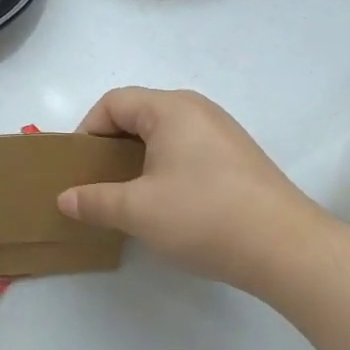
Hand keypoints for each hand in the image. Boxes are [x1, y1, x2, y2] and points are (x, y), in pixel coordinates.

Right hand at [56, 88, 320, 291]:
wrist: (284, 246)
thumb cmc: (202, 216)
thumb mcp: (137, 210)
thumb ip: (95, 200)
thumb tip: (65, 198)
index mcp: (171, 109)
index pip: (114, 102)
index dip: (87, 130)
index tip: (78, 167)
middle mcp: (198, 110)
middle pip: (139, 115)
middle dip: (111, 146)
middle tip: (97, 182)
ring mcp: (222, 133)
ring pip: (165, 135)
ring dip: (138, 160)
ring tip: (127, 196)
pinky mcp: (238, 159)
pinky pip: (188, 151)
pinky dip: (165, 169)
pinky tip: (165, 204)